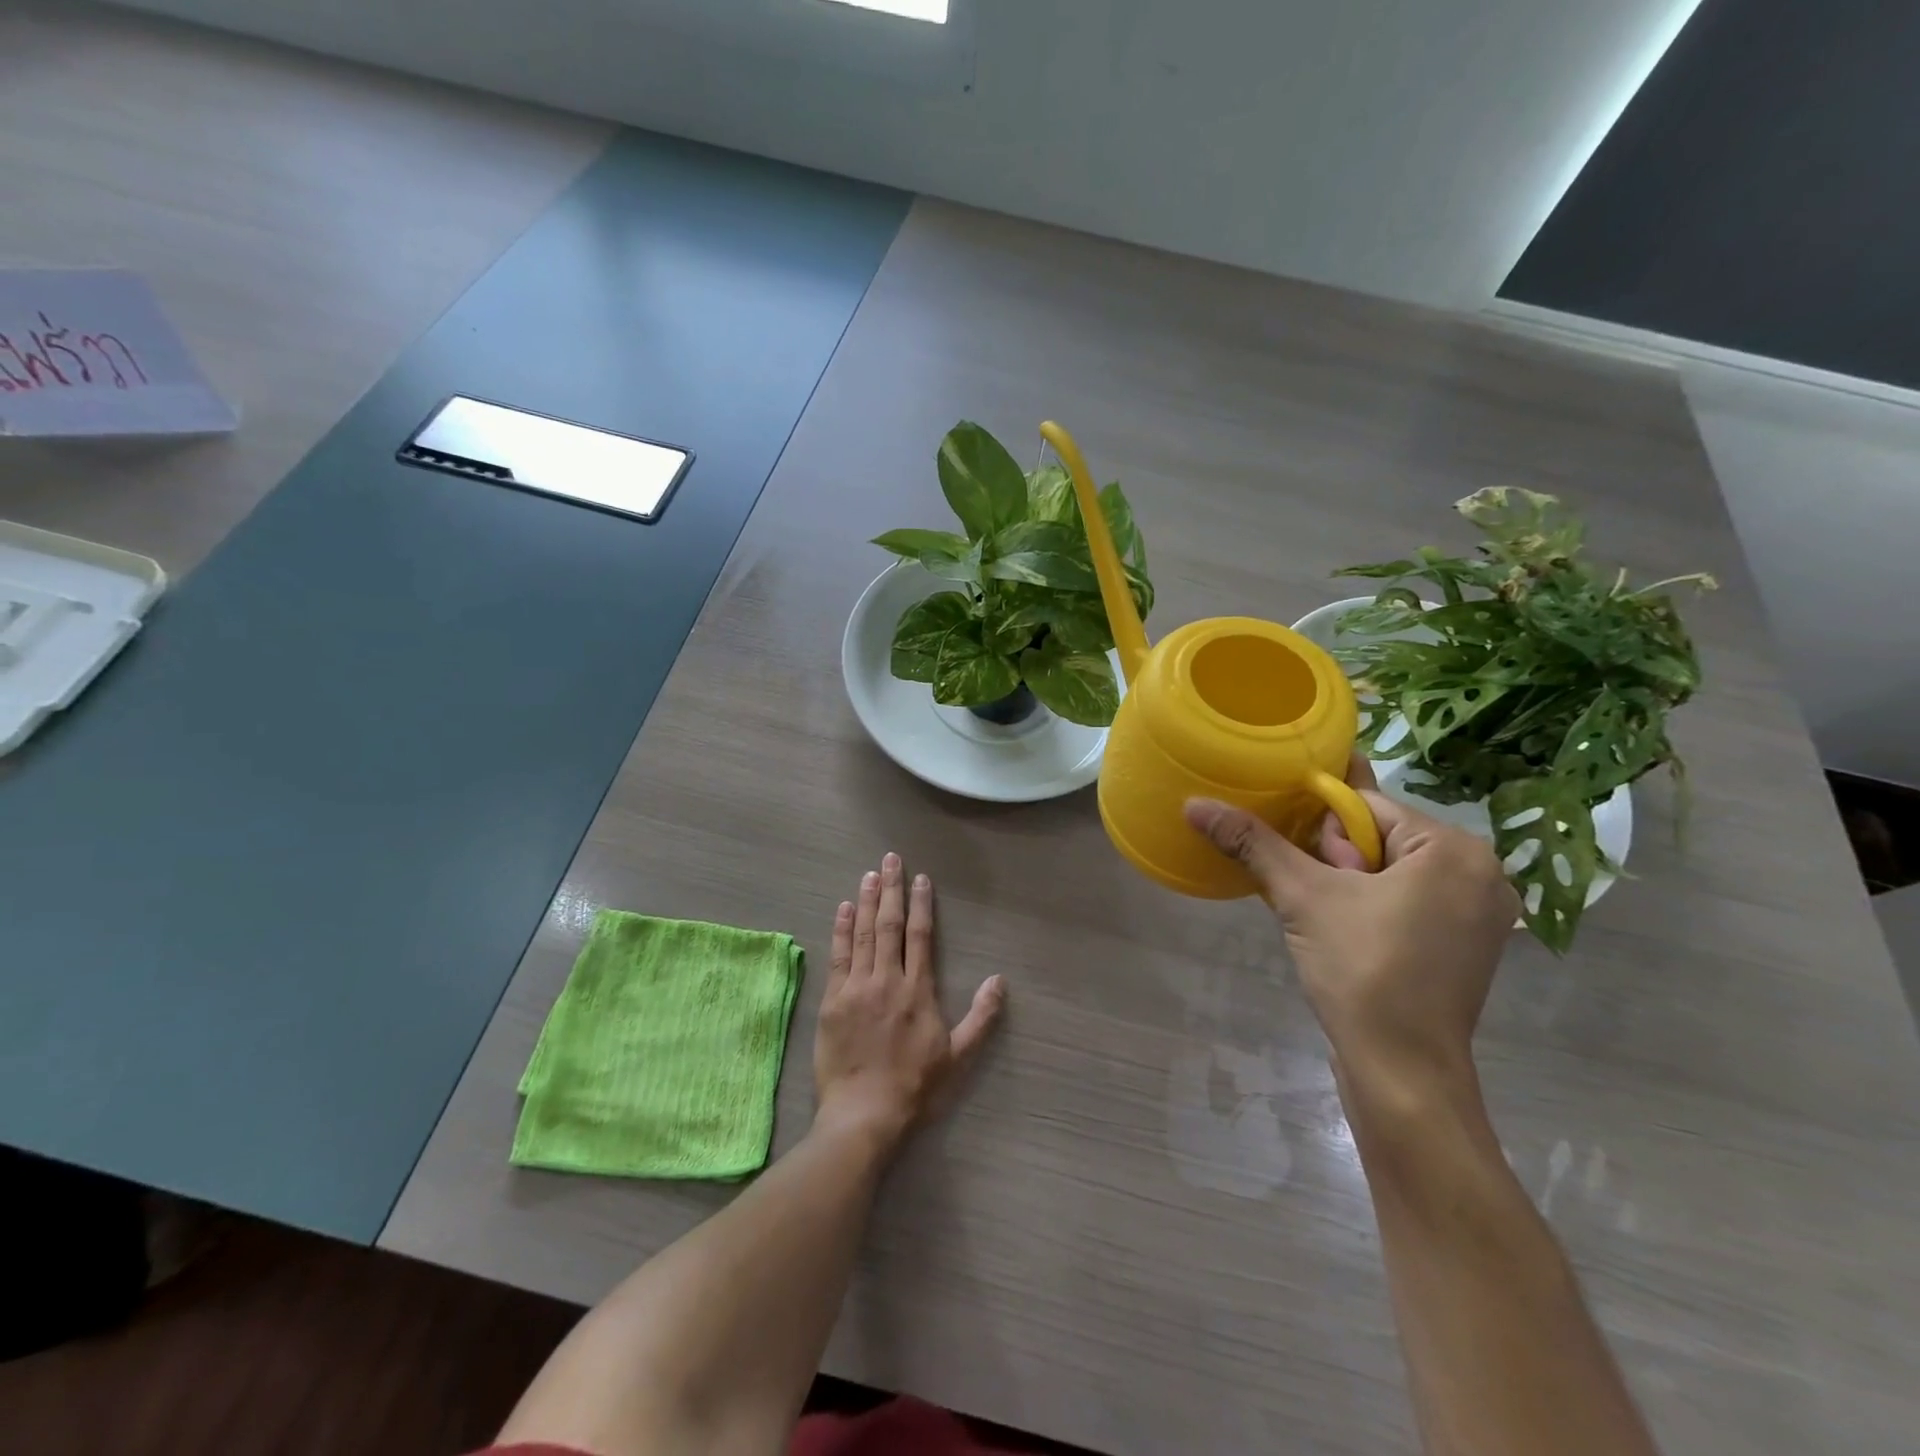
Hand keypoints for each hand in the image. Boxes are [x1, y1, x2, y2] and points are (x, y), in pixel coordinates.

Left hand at [814, 853, 1005, 1148]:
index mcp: (918, 990)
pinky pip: (838, 956)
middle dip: (890, 889)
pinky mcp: (833, 1000)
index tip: (920, 878)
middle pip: (889, 924)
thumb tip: (1000, 980)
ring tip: (868, 874)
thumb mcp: (958, 1056)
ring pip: (862, 933)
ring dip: (865, 901)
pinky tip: (842, 909)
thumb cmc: (914, 1086)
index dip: (921, 904)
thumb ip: (981, 1016)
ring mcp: (857, 987)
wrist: (864, 1113)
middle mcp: (887, 979)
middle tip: (890, 859)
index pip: (920, 935)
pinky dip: (841, 929)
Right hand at [1185, 760, 1518, 1103]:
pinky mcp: (1465, 946)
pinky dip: (1371, 905)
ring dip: (1348, 882)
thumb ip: (1252, 843)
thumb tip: (1194, 804)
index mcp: (1454, 849)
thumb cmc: (1362, 971)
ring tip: (1324, 917)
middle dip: (1336, 859)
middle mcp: (1481, 873)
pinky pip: (1407, 900)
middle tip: (1318, 900)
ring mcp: (1479, 914)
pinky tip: (1345, 931)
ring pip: (1390, 870)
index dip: (1322, 829)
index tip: (1302, 863)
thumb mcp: (1302, 897)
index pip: (1367, 805)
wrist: (1402, 1073)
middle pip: (1380, 836)